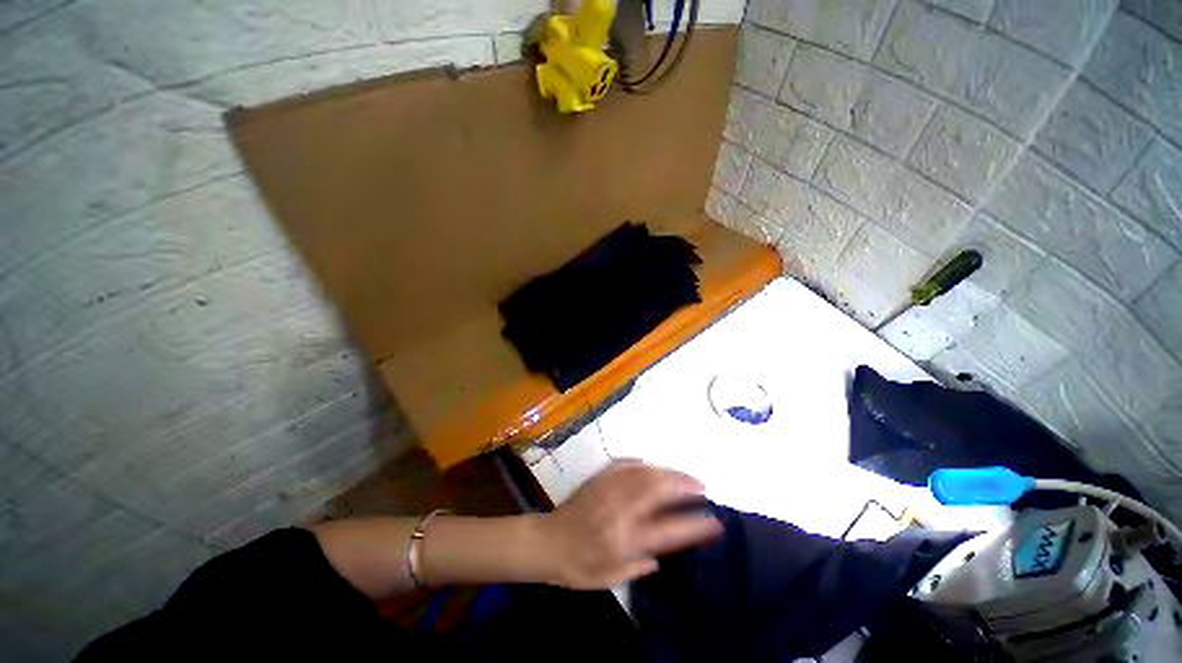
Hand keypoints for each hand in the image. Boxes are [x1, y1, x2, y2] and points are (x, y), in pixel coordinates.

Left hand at [534, 459, 722, 589]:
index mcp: (625, 540)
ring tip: (682, 475)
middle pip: (658, 491)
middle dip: (683, 486)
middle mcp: (620, 511)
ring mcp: (608, 491)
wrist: (546, 543)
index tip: (714, 521)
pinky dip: (640, 463)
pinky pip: (623, 464)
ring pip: (644, 473)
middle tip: (701, 486)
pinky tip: (650, 464)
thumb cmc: (577, 567)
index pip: (668, 531)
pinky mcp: (598, 479)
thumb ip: (637, 567)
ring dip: (667, 472)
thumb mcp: (608, 579)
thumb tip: (660, 557)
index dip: (694, 525)